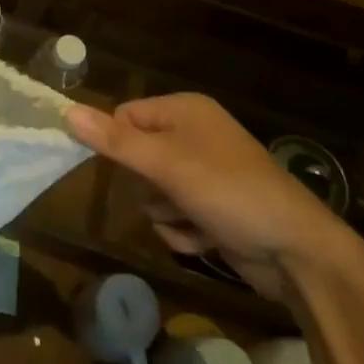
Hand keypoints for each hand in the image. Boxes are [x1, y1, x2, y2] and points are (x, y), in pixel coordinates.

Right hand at [63, 93, 359, 300]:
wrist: (297, 252)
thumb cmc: (229, 192)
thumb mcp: (167, 163)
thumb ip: (115, 140)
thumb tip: (66, 112)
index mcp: (185, 111)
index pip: (126, 115)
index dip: (117, 142)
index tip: (114, 168)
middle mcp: (195, 136)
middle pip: (137, 157)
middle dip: (145, 185)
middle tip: (165, 193)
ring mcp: (206, 175)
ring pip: (153, 192)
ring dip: (164, 212)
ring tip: (190, 219)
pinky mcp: (214, 209)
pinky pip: (174, 216)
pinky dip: (183, 231)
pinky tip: (205, 238)